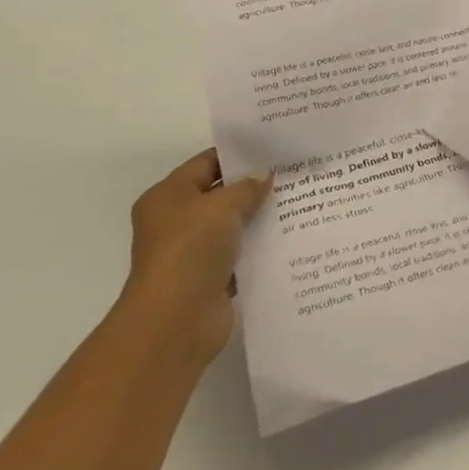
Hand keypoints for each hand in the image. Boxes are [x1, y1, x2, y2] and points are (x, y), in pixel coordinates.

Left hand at [119, 150, 272, 365]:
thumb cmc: (190, 250)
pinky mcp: (211, 278)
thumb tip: (265, 175)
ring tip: (300, 200)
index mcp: (168, 197)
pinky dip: (260, 246)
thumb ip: (247, 187)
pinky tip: (291, 235)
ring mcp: (193, 252)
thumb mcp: (222, 206)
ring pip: (233, 225)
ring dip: (260, 217)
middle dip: (254, 186)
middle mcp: (177, 222)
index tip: (275, 149)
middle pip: (220, 194)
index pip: (206, 163)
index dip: (239, 155)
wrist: (176, 321)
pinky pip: (241, 254)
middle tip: (293, 173)